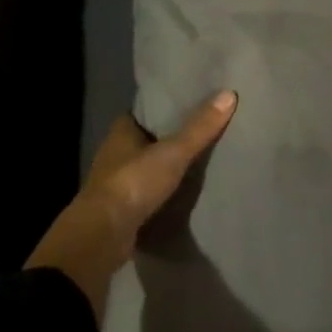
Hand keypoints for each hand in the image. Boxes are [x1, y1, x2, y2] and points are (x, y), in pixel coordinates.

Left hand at [26, 90, 237, 320]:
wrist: (102, 236)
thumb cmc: (133, 183)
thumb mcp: (173, 152)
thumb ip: (200, 128)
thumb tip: (229, 94)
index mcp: (121, 132)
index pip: (143, 111)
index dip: (162, 106)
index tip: (187, 102)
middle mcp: (114, 154)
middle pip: (144, 138)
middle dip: (167, 136)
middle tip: (200, 129)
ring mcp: (115, 183)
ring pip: (144, 166)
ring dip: (162, 165)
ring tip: (196, 159)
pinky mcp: (120, 209)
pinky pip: (145, 192)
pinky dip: (160, 190)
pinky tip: (181, 191)